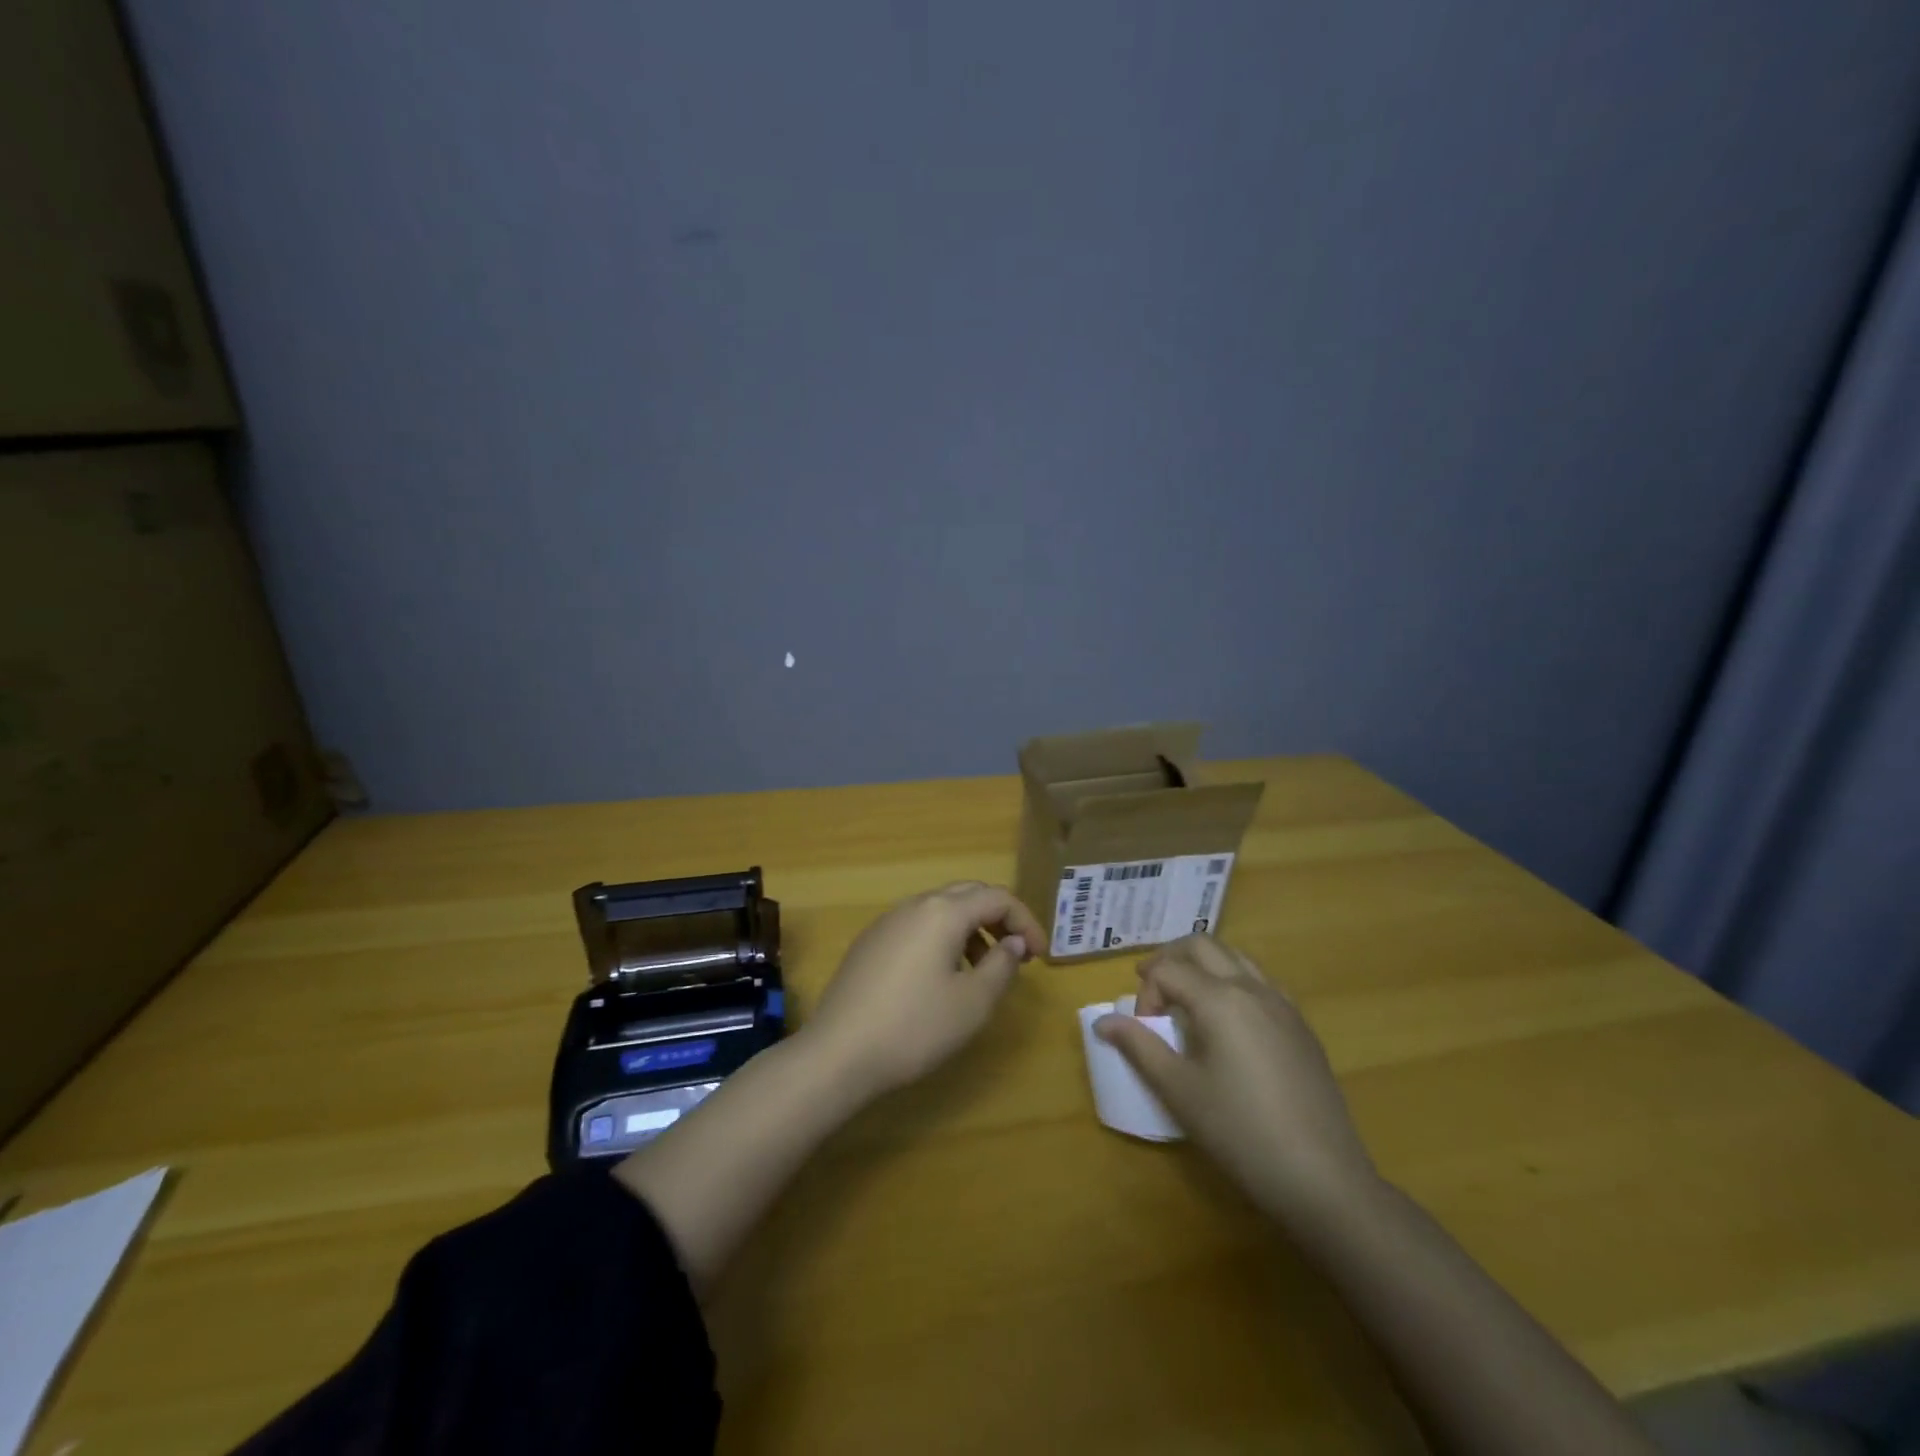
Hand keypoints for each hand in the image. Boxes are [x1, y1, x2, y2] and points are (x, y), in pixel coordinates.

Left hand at [804, 882, 1043, 1098]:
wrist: (839, 1053)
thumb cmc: (915, 1027)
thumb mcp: (973, 1002)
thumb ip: (1001, 965)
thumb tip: (1012, 941)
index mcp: (943, 912)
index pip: (997, 897)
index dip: (1026, 921)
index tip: (1040, 956)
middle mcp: (914, 905)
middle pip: (968, 895)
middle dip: (998, 919)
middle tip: (1017, 953)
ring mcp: (887, 922)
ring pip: (940, 911)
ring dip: (970, 931)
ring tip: (982, 970)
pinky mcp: (870, 943)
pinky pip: (917, 927)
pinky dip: (942, 940)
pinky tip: (942, 978)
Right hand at [1095, 935, 1376, 1224]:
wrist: (1323, 1178)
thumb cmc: (1240, 1132)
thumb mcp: (1179, 1091)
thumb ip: (1139, 1047)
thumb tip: (1102, 1022)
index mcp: (1220, 998)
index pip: (1167, 970)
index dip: (1145, 993)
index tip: (1143, 1032)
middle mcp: (1252, 988)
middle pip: (1202, 946)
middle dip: (1170, 959)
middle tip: (1152, 992)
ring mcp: (1283, 1005)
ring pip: (1235, 958)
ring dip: (1203, 966)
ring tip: (1186, 1001)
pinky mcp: (1302, 1027)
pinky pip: (1260, 982)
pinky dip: (1233, 982)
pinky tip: (1229, 1024)